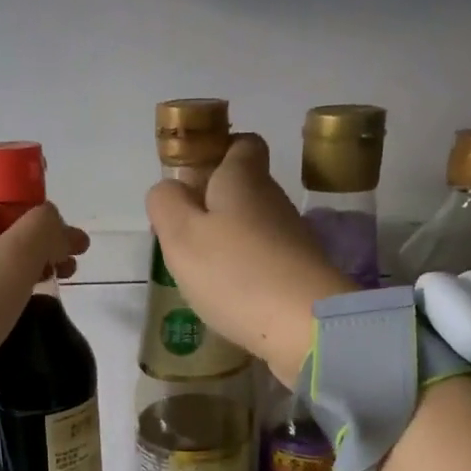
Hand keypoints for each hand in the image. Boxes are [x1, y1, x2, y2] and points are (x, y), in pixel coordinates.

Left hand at [0, 180, 88, 420]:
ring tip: (60, 283)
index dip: (22, 195)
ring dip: (29, 265)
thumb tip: (56, 225)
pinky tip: (28, 310)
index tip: (52, 222)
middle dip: (37, 236)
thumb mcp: (12, 259)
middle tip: (73, 258)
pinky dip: (11, 293)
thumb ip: (42, 229)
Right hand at [146, 134, 354, 387]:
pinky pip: (267, 262)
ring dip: (229, 244)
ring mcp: (293, 239)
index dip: (216, 155)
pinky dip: (247, 274)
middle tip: (184, 238)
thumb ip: (166, 204)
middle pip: (245, 190)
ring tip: (202, 275)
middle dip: (214, 207)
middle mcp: (274, 200)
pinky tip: (229, 298)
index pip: (241, 144)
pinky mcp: (302, 275)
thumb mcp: (181, 235)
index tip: (191, 183)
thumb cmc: (234, 273)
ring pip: (255, 228)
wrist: (305, 326)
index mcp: (244, 179)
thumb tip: (169, 190)